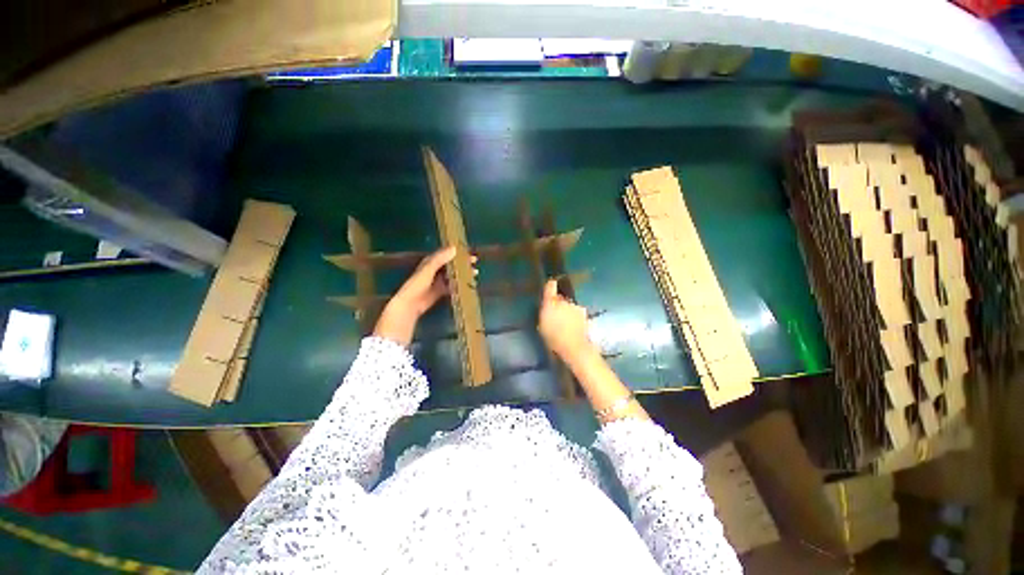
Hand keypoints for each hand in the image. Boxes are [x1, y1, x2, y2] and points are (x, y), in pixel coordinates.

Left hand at [373, 247, 475, 346]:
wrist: (410, 303)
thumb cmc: (417, 284)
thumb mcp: (429, 269)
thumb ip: (440, 259)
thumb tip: (455, 248)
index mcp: (431, 262)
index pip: (447, 254)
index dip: (458, 253)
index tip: (469, 253)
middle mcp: (435, 270)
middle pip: (451, 264)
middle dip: (463, 263)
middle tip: (474, 263)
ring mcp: (438, 281)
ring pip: (453, 275)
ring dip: (462, 274)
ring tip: (474, 274)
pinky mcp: (440, 291)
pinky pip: (451, 286)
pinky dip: (459, 285)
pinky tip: (466, 285)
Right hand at [538, 279, 593, 361]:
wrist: (574, 346)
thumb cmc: (553, 337)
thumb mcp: (542, 325)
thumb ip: (545, 312)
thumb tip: (547, 305)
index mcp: (551, 303)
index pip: (550, 286)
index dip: (550, 285)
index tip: (550, 284)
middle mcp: (565, 301)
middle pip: (561, 299)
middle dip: (559, 304)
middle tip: (556, 316)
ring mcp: (576, 307)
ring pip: (570, 306)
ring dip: (568, 312)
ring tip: (566, 325)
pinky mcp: (585, 315)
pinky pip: (577, 314)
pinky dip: (575, 318)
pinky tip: (574, 328)